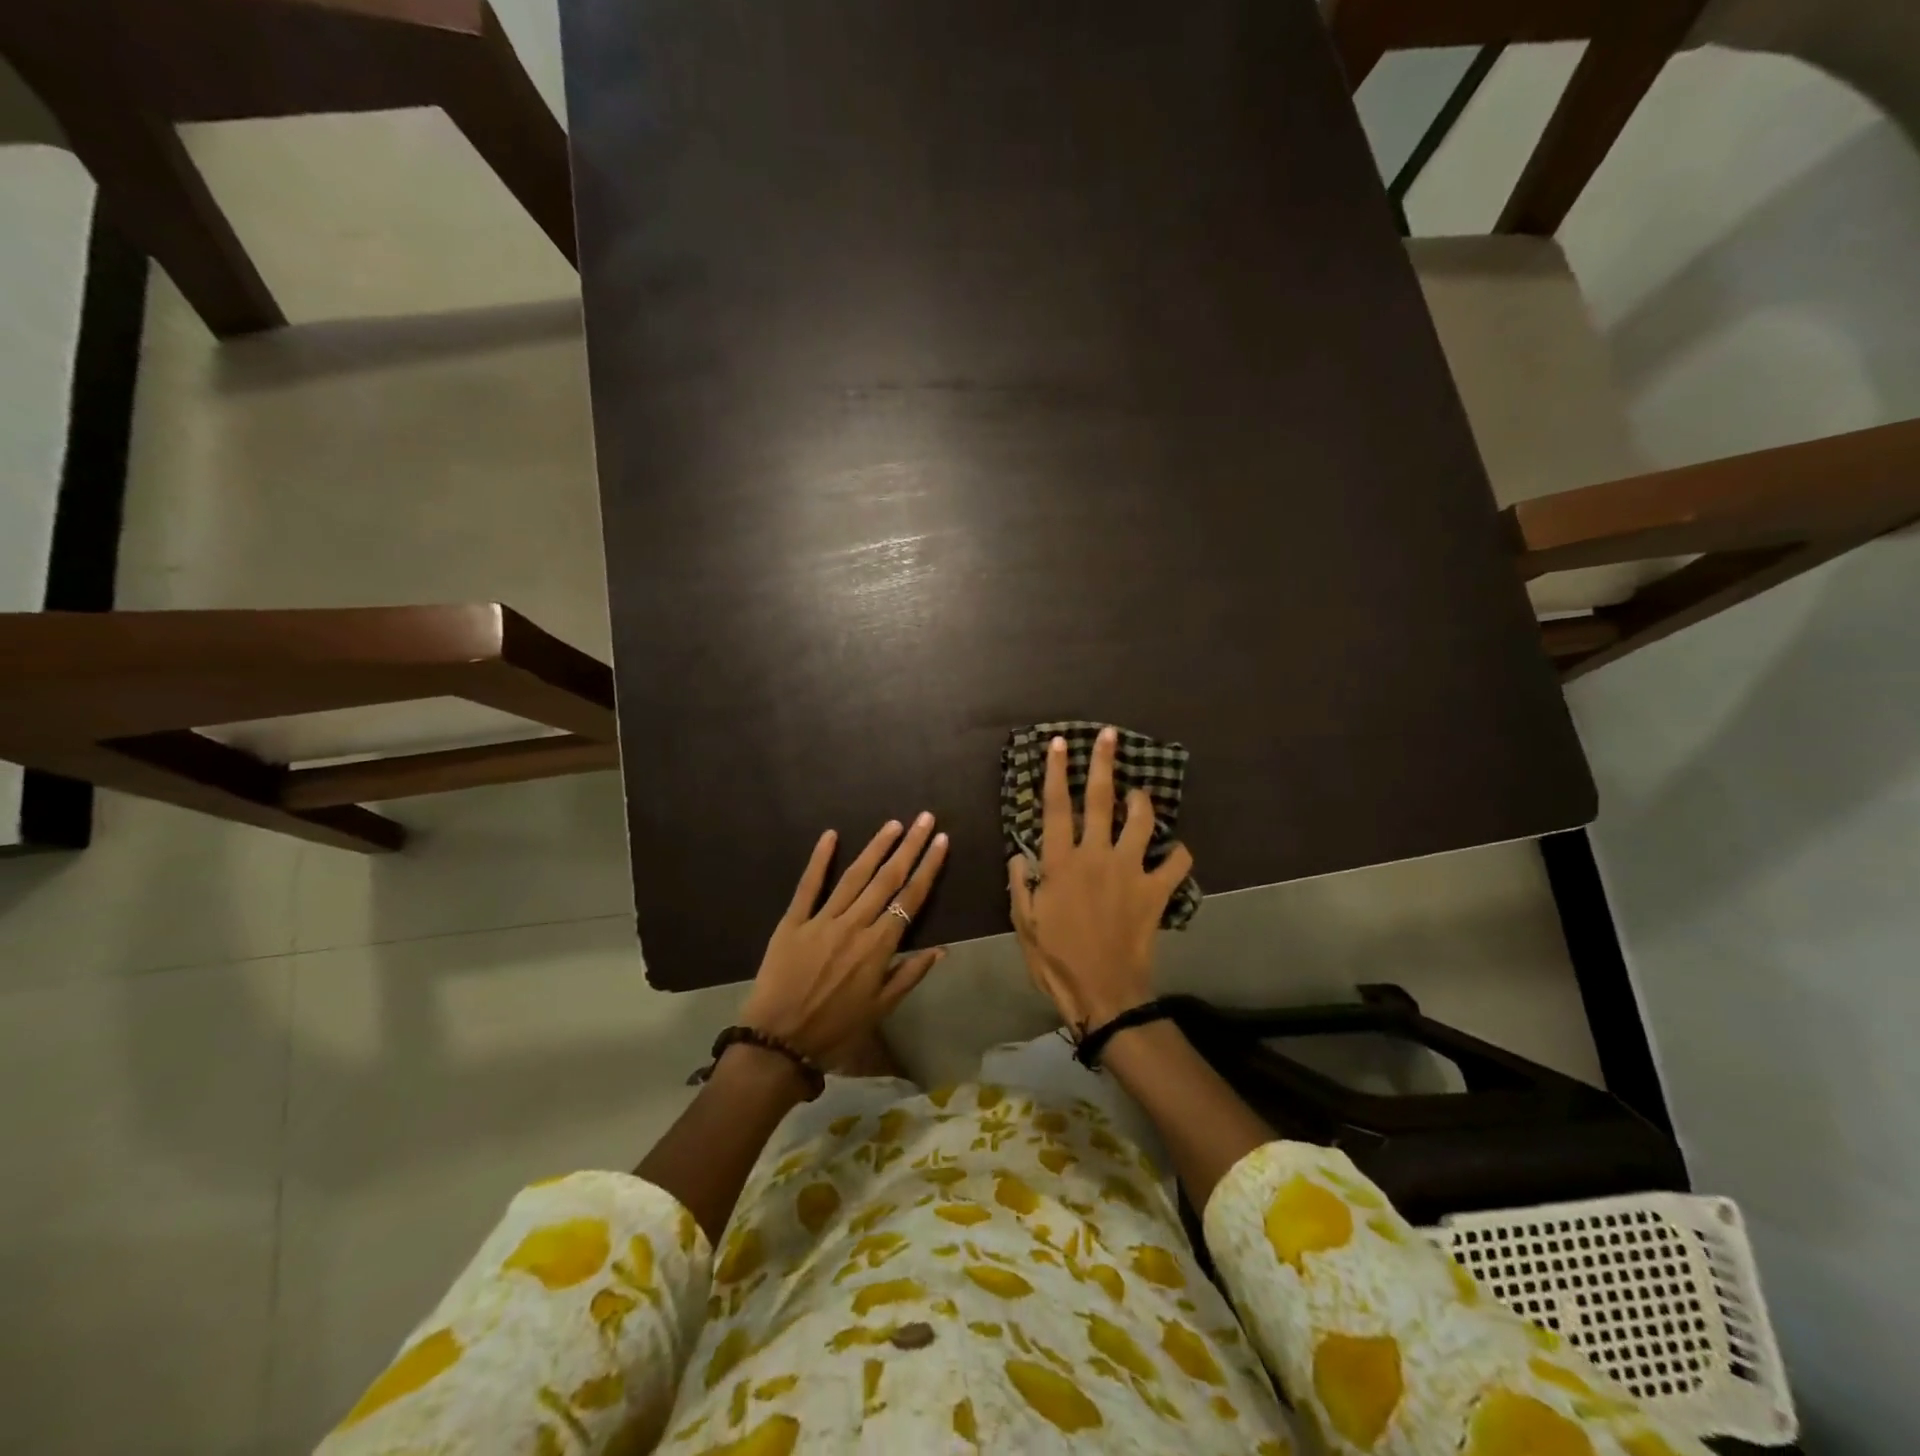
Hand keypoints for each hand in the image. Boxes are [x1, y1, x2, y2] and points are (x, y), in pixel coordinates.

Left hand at [741, 814, 948, 1062]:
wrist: (778, 1043)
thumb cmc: (835, 1030)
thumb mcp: (880, 1010)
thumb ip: (910, 975)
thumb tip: (942, 949)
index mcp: (878, 947)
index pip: (910, 899)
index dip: (928, 868)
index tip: (941, 841)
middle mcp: (854, 925)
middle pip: (887, 879)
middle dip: (909, 846)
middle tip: (925, 818)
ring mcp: (822, 920)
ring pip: (854, 876)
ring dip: (876, 847)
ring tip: (893, 824)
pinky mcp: (793, 922)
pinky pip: (808, 886)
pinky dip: (819, 859)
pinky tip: (831, 835)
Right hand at [1008, 728, 1191, 1030]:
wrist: (1103, 991)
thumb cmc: (1056, 958)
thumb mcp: (1024, 922)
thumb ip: (1020, 883)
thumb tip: (1020, 854)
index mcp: (1061, 862)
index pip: (1056, 807)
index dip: (1057, 772)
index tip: (1060, 743)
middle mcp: (1097, 856)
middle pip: (1101, 800)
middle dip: (1104, 763)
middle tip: (1108, 735)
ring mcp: (1130, 871)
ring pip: (1142, 821)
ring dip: (1142, 802)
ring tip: (1139, 793)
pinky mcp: (1155, 891)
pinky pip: (1176, 863)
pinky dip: (1178, 854)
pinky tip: (1174, 851)